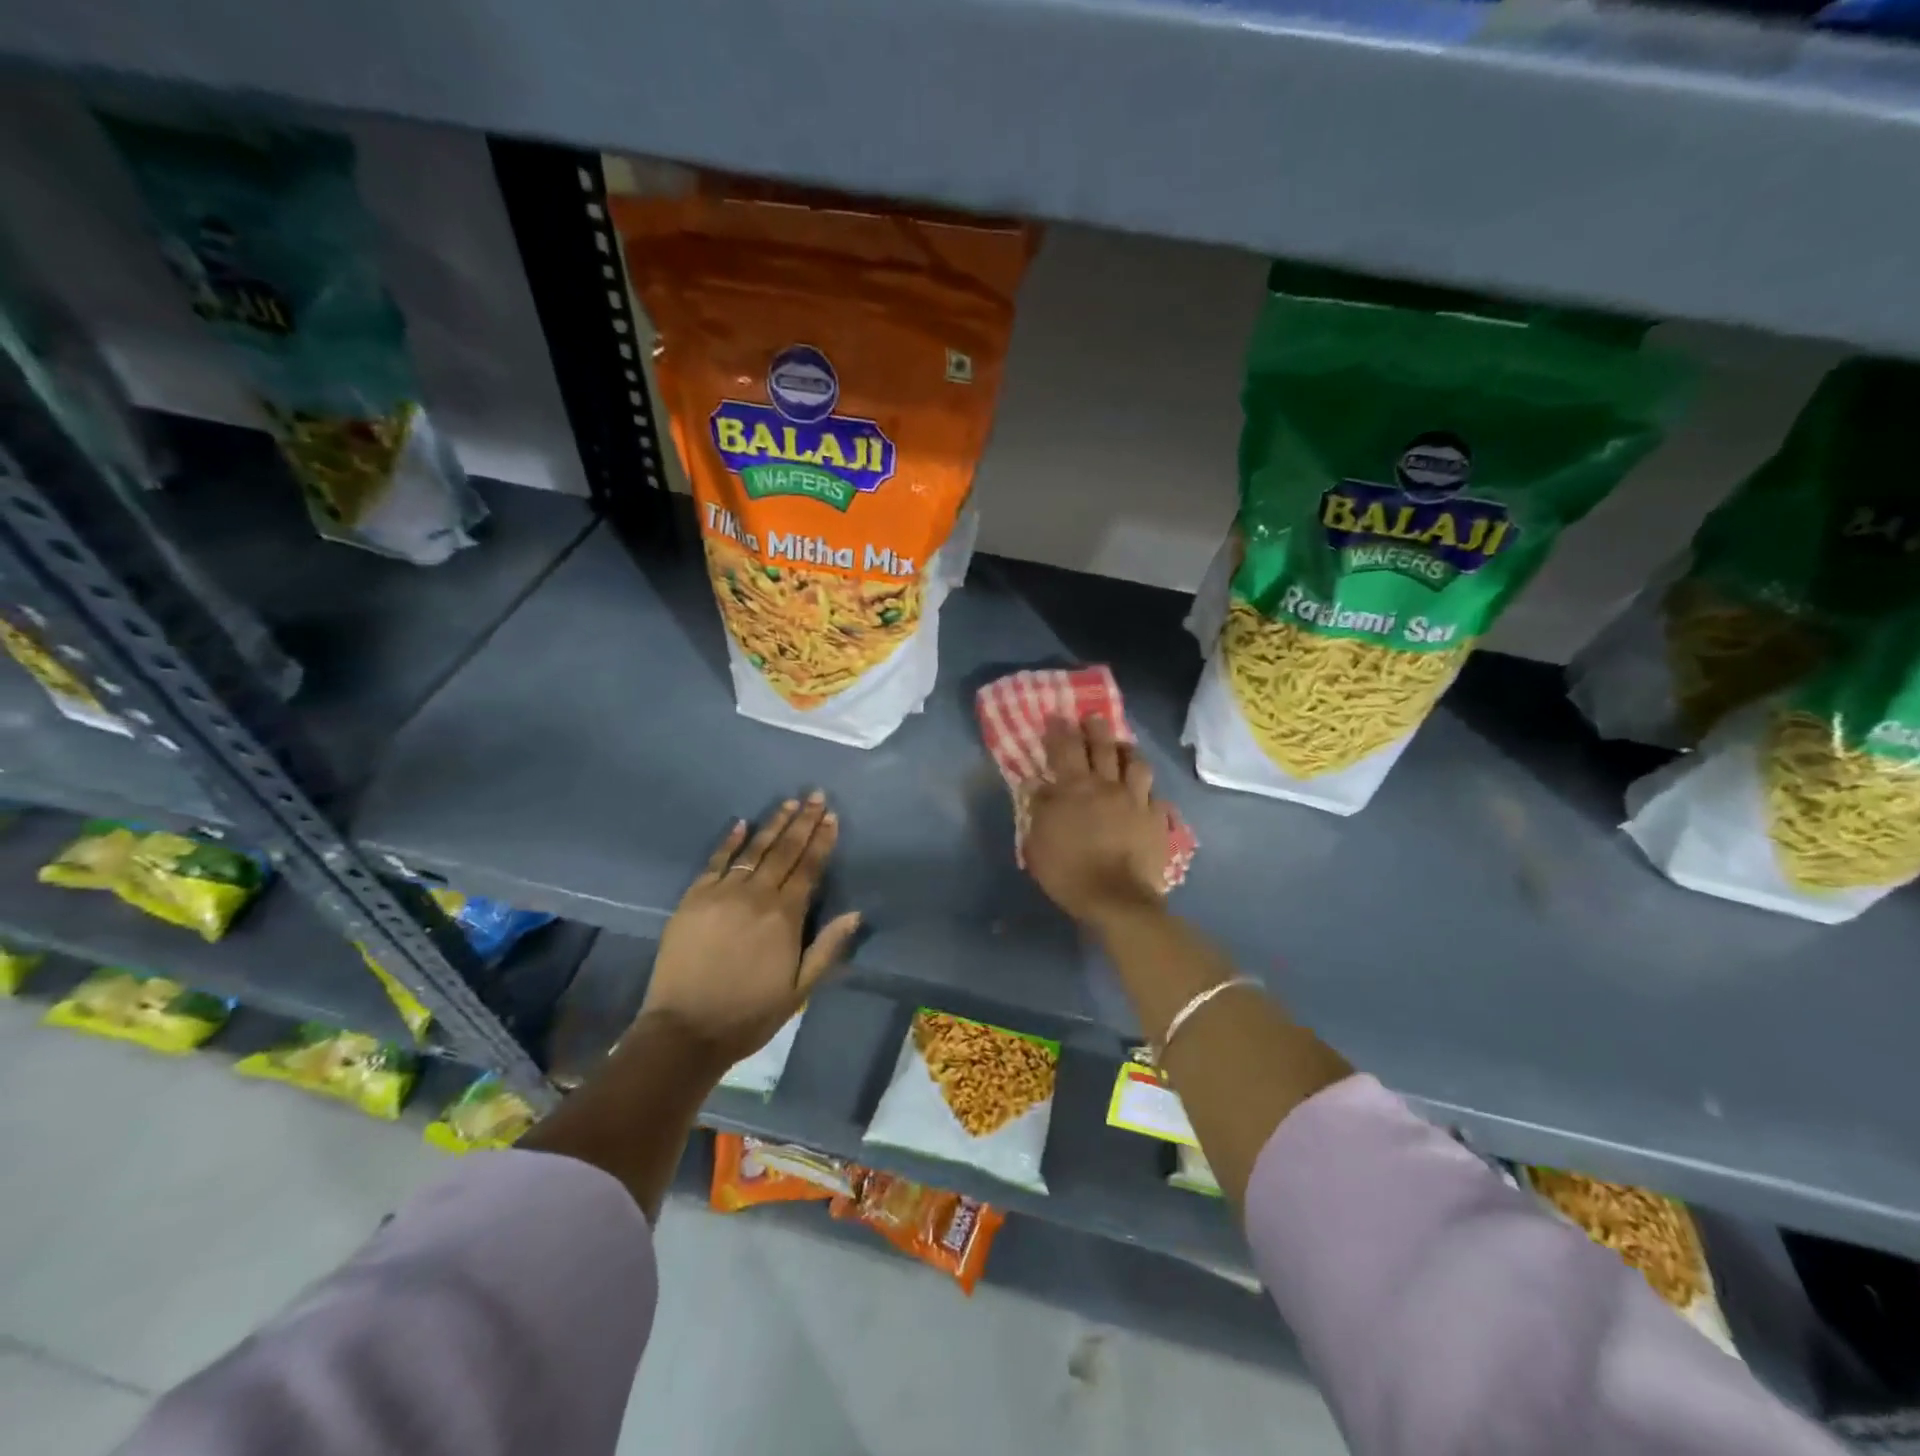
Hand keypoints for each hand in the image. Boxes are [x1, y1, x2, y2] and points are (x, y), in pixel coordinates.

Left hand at [637, 792, 860, 1069]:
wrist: (685, 1030)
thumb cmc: (749, 1014)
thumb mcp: (799, 990)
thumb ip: (827, 948)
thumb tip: (855, 913)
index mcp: (785, 917)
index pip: (808, 868)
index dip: (822, 841)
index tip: (832, 817)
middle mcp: (756, 896)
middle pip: (784, 851)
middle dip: (803, 822)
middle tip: (816, 795)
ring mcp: (721, 894)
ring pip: (753, 850)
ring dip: (773, 824)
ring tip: (789, 803)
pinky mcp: (693, 898)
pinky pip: (715, 861)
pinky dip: (729, 841)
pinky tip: (741, 822)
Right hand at [1022, 716, 1171, 927]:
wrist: (1117, 899)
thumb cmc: (1069, 871)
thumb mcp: (1038, 843)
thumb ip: (1039, 809)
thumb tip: (1038, 785)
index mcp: (1075, 789)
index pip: (1065, 748)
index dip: (1060, 730)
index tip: (1056, 717)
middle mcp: (1108, 786)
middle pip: (1103, 746)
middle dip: (1096, 728)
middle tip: (1091, 719)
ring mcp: (1137, 801)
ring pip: (1136, 764)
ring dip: (1128, 752)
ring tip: (1123, 748)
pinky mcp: (1158, 820)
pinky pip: (1156, 797)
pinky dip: (1149, 792)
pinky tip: (1146, 795)